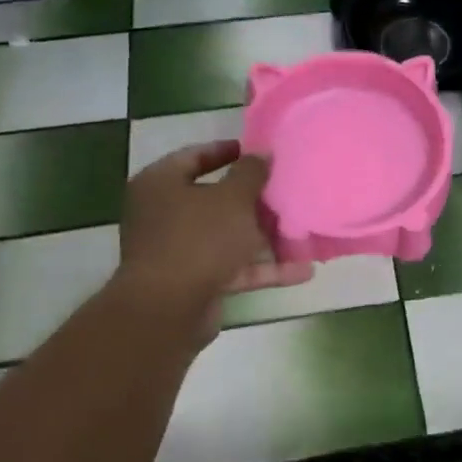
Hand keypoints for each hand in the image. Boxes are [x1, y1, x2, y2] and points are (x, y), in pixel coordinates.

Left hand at [113, 140, 313, 348]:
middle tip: (284, 190)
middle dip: (252, 199)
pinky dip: (262, 268)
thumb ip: (251, 173)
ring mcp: (177, 250)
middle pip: (213, 198)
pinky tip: (301, 271)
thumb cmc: (198, 239)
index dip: (226, 151)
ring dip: (263, 236)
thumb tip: (262, 154)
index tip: (257, 152)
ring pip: (226, 235)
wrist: (169, 310)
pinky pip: (232, 267)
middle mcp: (163, 214)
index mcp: (160, 184)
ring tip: (301, 230)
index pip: (193, 156)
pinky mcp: (193, 281)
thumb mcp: (233, 198)